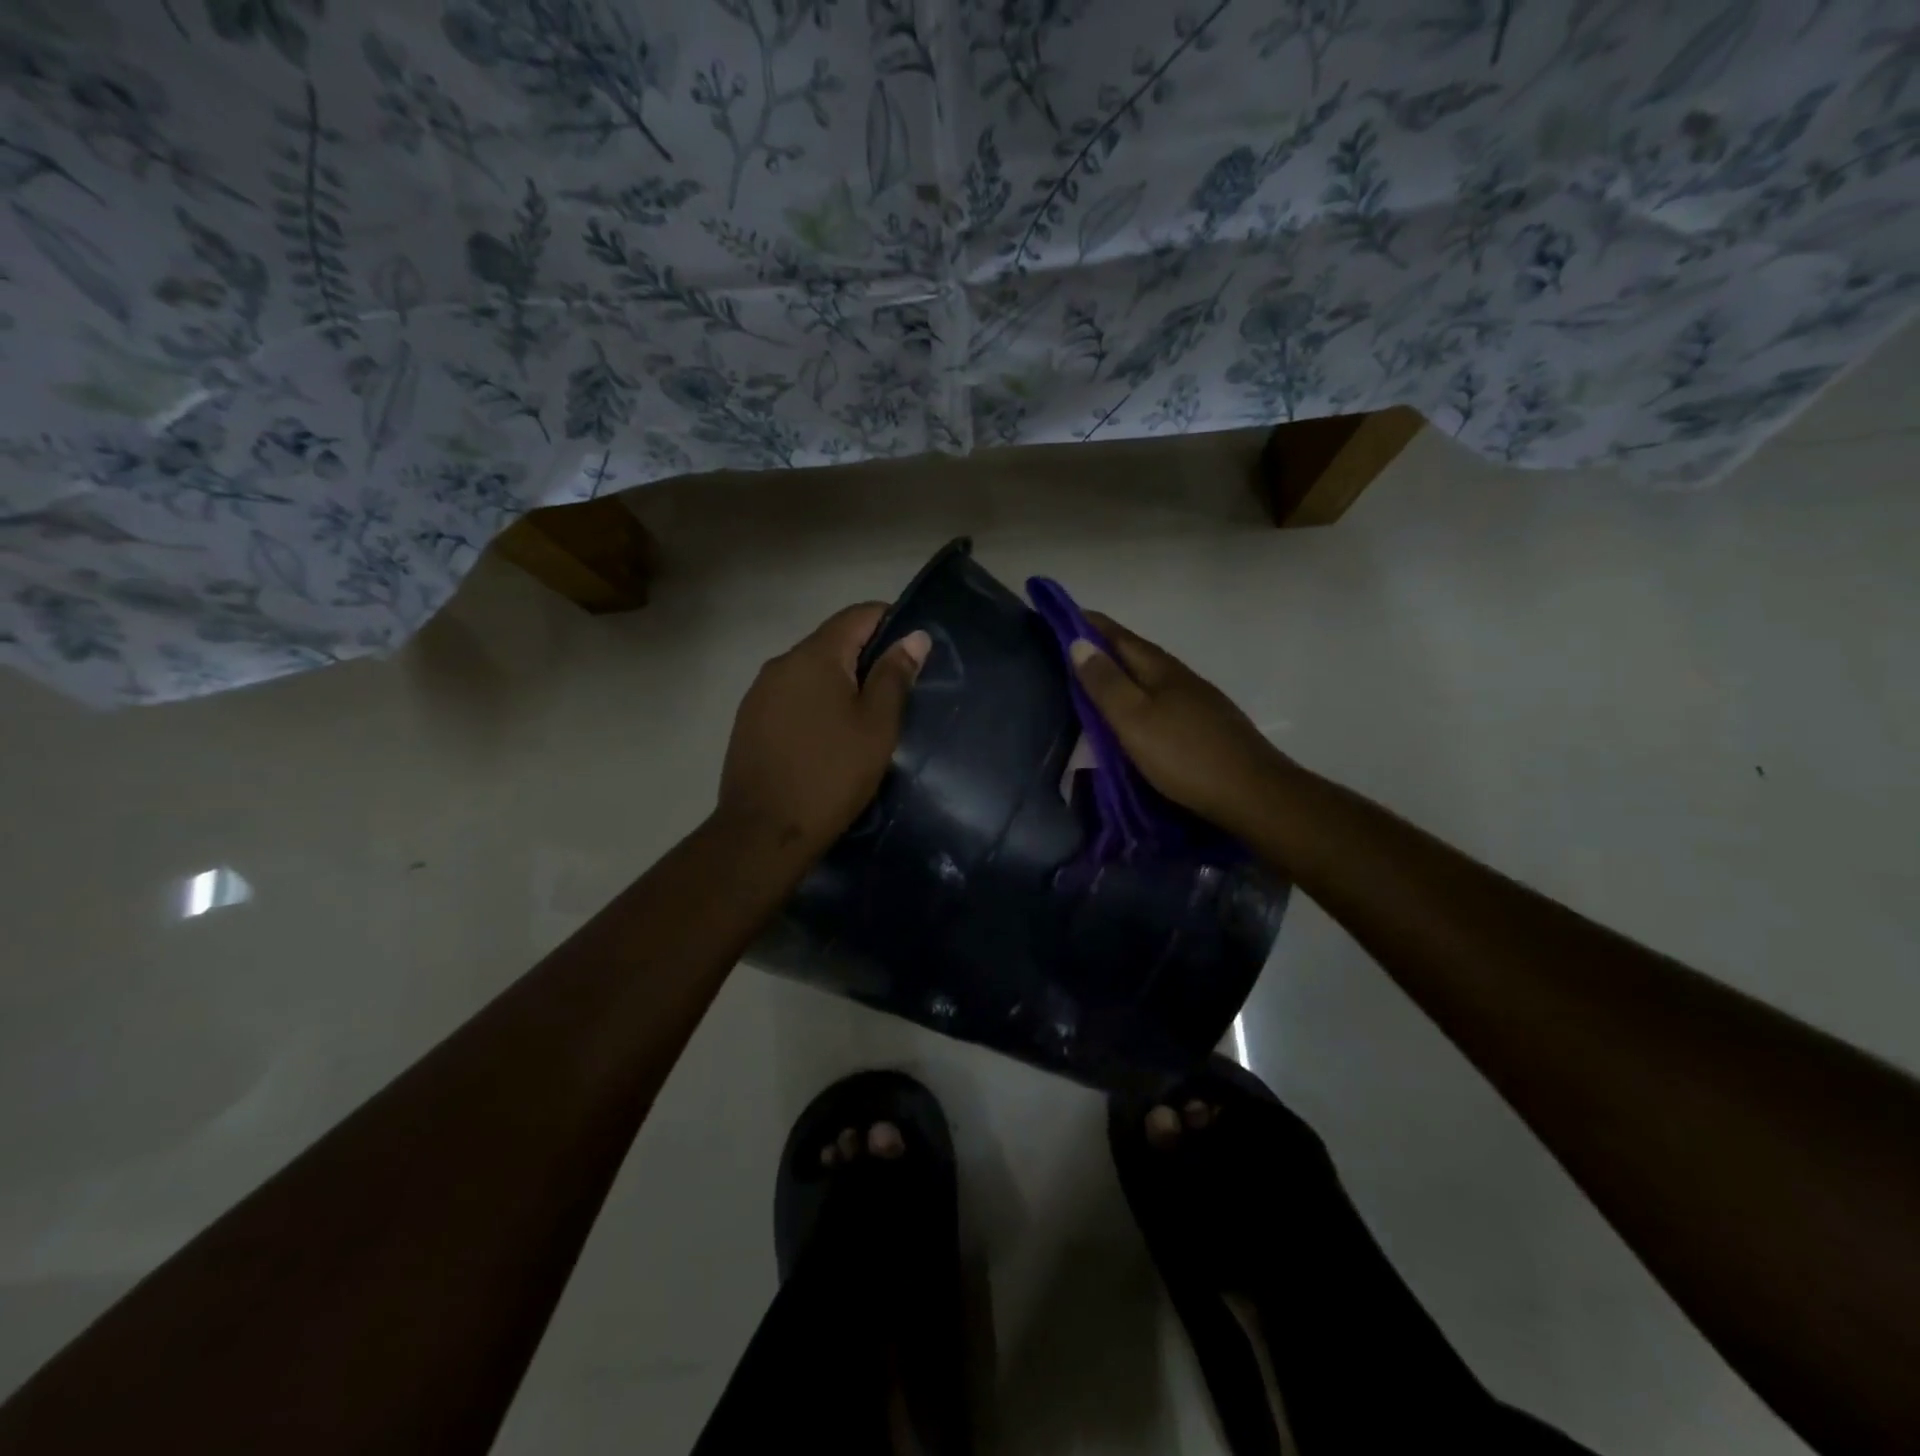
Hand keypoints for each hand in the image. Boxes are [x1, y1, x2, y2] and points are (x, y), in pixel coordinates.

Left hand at [717, 603, 929, 858]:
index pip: (858, 615)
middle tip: (897, 690)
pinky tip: (828, 736)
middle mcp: (782, 663)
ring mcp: (760, 692)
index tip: (914, 648)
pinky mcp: (750, 720)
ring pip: (810, 671)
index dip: (891, 621)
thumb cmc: (832, 775)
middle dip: (866, 656)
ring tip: (864, 716)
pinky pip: (792, 696)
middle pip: (832, 641)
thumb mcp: (877, 726)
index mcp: (815, 656)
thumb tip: (914, 637)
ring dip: (839, 682)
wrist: (764, 832)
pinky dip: (816, 702)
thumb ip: (894, 676)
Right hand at [1070, 612, 1289, 836]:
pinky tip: (1134, 717)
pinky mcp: (1207, 729)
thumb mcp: (1135, 720)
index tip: (1061, 614)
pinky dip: (1140, 700)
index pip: (1120, 637)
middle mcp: (1182, 679)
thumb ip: (1106, 684)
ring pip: (1152, 680)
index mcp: (1162, 671)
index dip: (1091, 624)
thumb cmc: (1186, 755)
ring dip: (1123, 675)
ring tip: (1095, 683)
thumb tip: (1078, 642)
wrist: (1254, 795)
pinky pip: (1162, 703)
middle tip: (1068, 649)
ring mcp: (1199, 704)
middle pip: (1137, 655)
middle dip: (1104, 648)